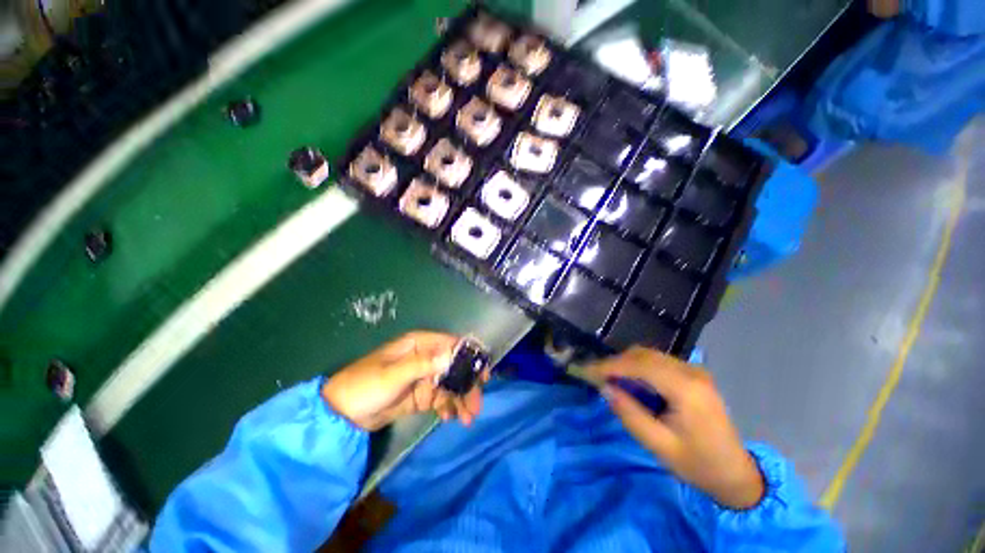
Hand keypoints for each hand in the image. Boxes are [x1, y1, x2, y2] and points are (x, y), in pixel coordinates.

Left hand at [321, 331, 485, 430]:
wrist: (341, 415)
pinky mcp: (420, 396)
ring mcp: (423, 378)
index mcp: (419, 345)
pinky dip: (447, 407)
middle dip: (466, 386)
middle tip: (475, 406)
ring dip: (459, 400)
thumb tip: (451, 356)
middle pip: (454, 368)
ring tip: (466, 419)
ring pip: (449, 385)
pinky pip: (440, 399)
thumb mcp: (393, 375)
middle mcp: (425, 358)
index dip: (468, 357)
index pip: (451, 345)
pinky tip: (450, 418)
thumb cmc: (364, 386)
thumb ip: (422, 364)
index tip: (482, 374)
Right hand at [589, 347, 764, 509]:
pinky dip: (637, 366)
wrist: (735, 473)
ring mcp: (694, 371)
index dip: (610, 365)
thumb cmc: (697, 464)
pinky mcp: (693, 374)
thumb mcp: (659, 446)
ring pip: (649, 355)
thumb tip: (604, 388)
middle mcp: (691, 372)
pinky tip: (629, 380)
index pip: (640, 365)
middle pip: (643, 355)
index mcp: (686, 389)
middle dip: (615, 362)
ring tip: (608, 378)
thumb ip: (629, 414)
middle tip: (594, 376)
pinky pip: (657, 361)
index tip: (586, 371)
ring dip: (625, 363)